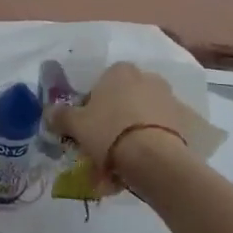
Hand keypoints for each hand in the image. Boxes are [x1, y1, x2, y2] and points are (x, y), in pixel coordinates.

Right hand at [47, 63, 192, 188]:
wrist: (153, 156)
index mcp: (120, 70)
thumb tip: (49, 111)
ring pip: (142, 114)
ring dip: (132, 130)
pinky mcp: (183, 119)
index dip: (91, 106)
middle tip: (104, 145)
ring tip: (123, 161)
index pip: (100, 84)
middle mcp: (146, 76)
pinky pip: (159, 128)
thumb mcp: (76, 125)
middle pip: (123, 98)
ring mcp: (168, 97)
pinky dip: (151, 140)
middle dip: (114, 118)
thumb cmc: (109, 132)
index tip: (87, 128)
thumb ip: (60, 115)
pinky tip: (142, 162)